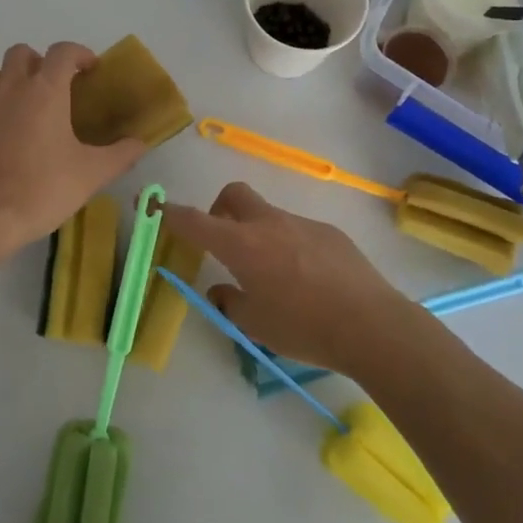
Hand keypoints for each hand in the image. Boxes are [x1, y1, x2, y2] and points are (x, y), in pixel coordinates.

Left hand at [0, 42, 147, 258]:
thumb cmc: (44, 188)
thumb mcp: (93, 174)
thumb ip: (121, 154)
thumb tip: (140, 143)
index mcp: (45, 91)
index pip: (62, 52)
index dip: (79, 54)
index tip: (90, 70)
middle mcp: (12, 90)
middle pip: (21, 53)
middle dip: (41, 61)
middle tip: (57, 87)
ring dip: (12, 78)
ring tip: (28, 103)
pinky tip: (9, 133)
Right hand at [161, 182, 410, 379]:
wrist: (370, 325)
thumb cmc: (303, 327)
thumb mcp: (255, 324)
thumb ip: (230, 302)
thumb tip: (221, 290)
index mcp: (242, 246)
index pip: (195, 221)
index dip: (170, 213)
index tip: (153, 206)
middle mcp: (269, 225)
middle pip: (234, 194)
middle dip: (219, 209)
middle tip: (223, 241)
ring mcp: (302, 224)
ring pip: (268, 215)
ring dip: (258, 233)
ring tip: (274, 276)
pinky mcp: (330, 233)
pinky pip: (298, 231)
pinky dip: (289, 246)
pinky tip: (308, 280)